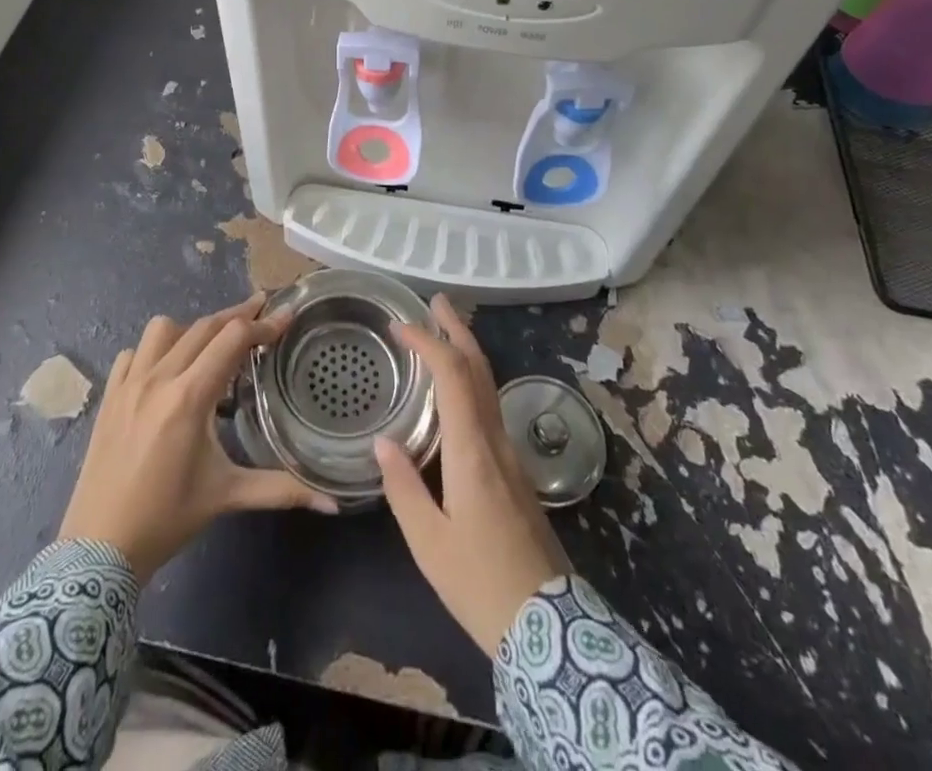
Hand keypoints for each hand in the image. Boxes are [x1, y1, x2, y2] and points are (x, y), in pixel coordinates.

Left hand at [60, 298, 339, 579]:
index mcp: (189, 397)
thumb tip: (333, 504)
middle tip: (263, 311)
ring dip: (193, 328)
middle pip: (204, 325)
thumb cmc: (167, 519)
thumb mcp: (227, 496)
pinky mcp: (109, 394)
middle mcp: (158, 378)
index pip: (233, 339)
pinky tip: (168, 370)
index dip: (263, 325)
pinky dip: (156, 350)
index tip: (286, 315)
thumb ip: (281, 490)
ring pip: (164, 328)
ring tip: (212, 346)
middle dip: (237, 315)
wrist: (96, 550)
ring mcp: (128, 383)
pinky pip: (134, 351)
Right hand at [375, 296, 570, 654]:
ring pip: (489, 386)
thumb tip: (382, 442)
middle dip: (458, 330)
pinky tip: (460, 388)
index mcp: (471, 451)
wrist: (548, 629)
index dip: (429, 343)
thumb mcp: (429, 544)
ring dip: (468, 351)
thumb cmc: (480, 584)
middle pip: (480, 370)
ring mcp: (511, 454)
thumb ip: (404, 489)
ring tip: (445, 331)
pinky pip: (492, 406)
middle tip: (436, 301)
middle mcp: (495, 441)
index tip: (402, 325)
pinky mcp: (516, 471)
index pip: (453, 376)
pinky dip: (473, 379)